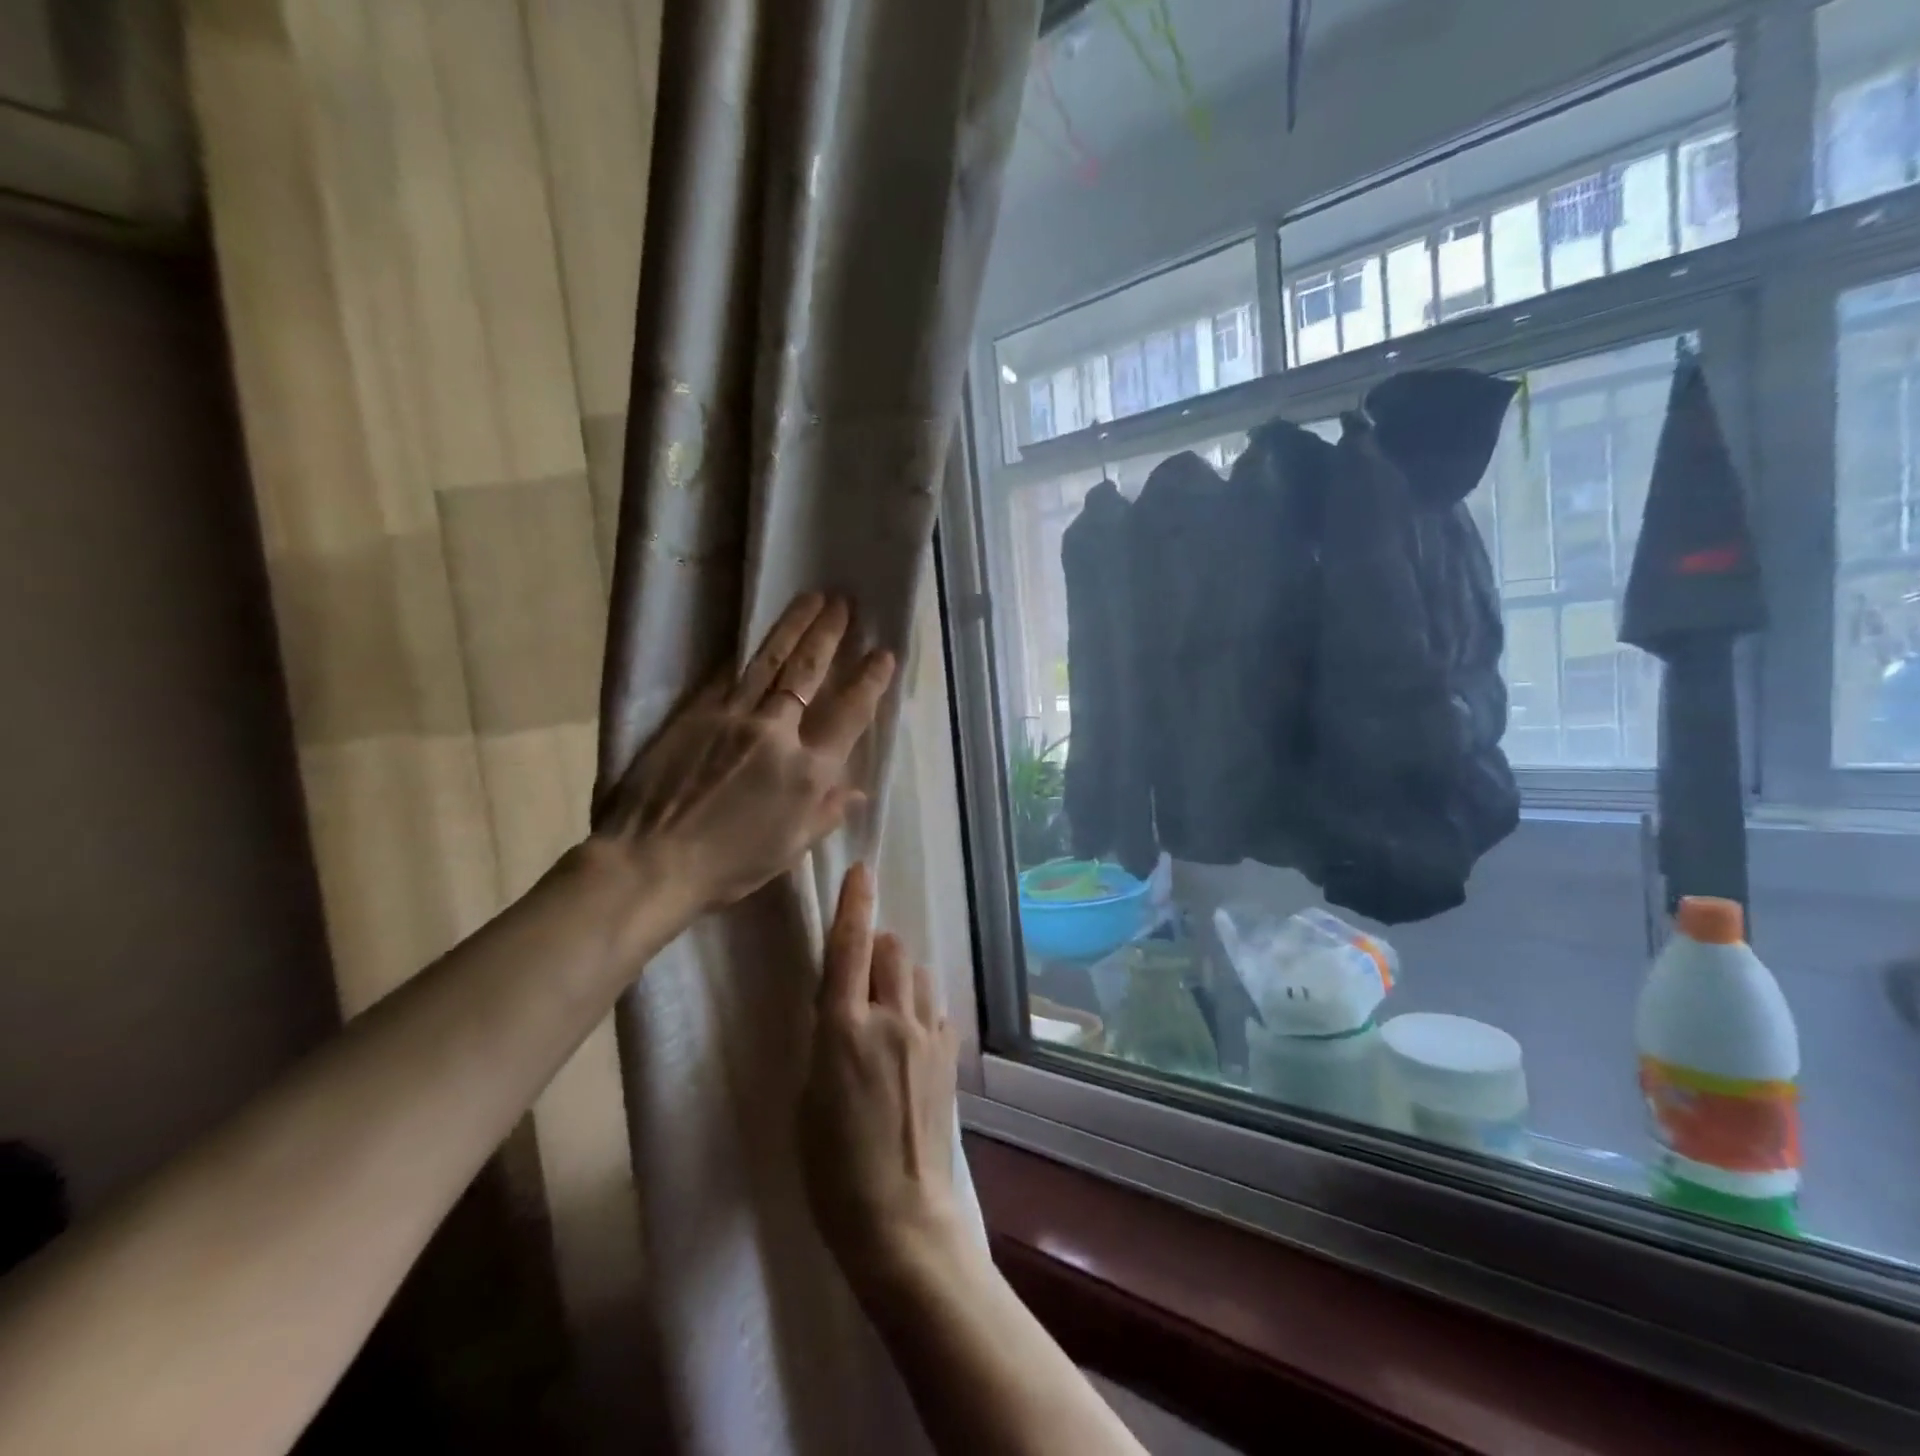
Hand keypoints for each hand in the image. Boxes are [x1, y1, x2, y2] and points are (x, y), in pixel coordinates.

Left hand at [594, 593, 894, 914]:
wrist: (651, 861)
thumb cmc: (728, 866)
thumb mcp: (789, 849)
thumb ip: (826, 814)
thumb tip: (858, 791)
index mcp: (807, 773)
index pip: (850, 716)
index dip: (870, 682)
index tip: (883, 654)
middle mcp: (777, 734)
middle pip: (809, 674)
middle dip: (830, 635)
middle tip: (843, 603)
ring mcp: (733, 717)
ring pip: (771, 661)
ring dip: (794, 626)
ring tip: (812, 598)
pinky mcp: (696, 713)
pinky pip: (728, 675)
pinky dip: (747, 653)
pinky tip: (757, 636)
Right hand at [798, 863, 963, 1284]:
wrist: (902, 1219)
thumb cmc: (833, 1170)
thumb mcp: (807, 1099)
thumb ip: (826, 1041)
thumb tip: (842, 1010)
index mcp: (843, 1029)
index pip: (848, 947)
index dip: (854, 903)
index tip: (862, 869)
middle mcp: (890, 1019)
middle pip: (892, 948)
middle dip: (877, 946)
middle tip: (862, 973)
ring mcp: (927, 1035)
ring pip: (918, 973)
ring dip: (901, 975)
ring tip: (887, 1007)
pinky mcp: (950, 1056)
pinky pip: (935, 1009)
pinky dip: (920, 1009)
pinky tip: (910, 1039)